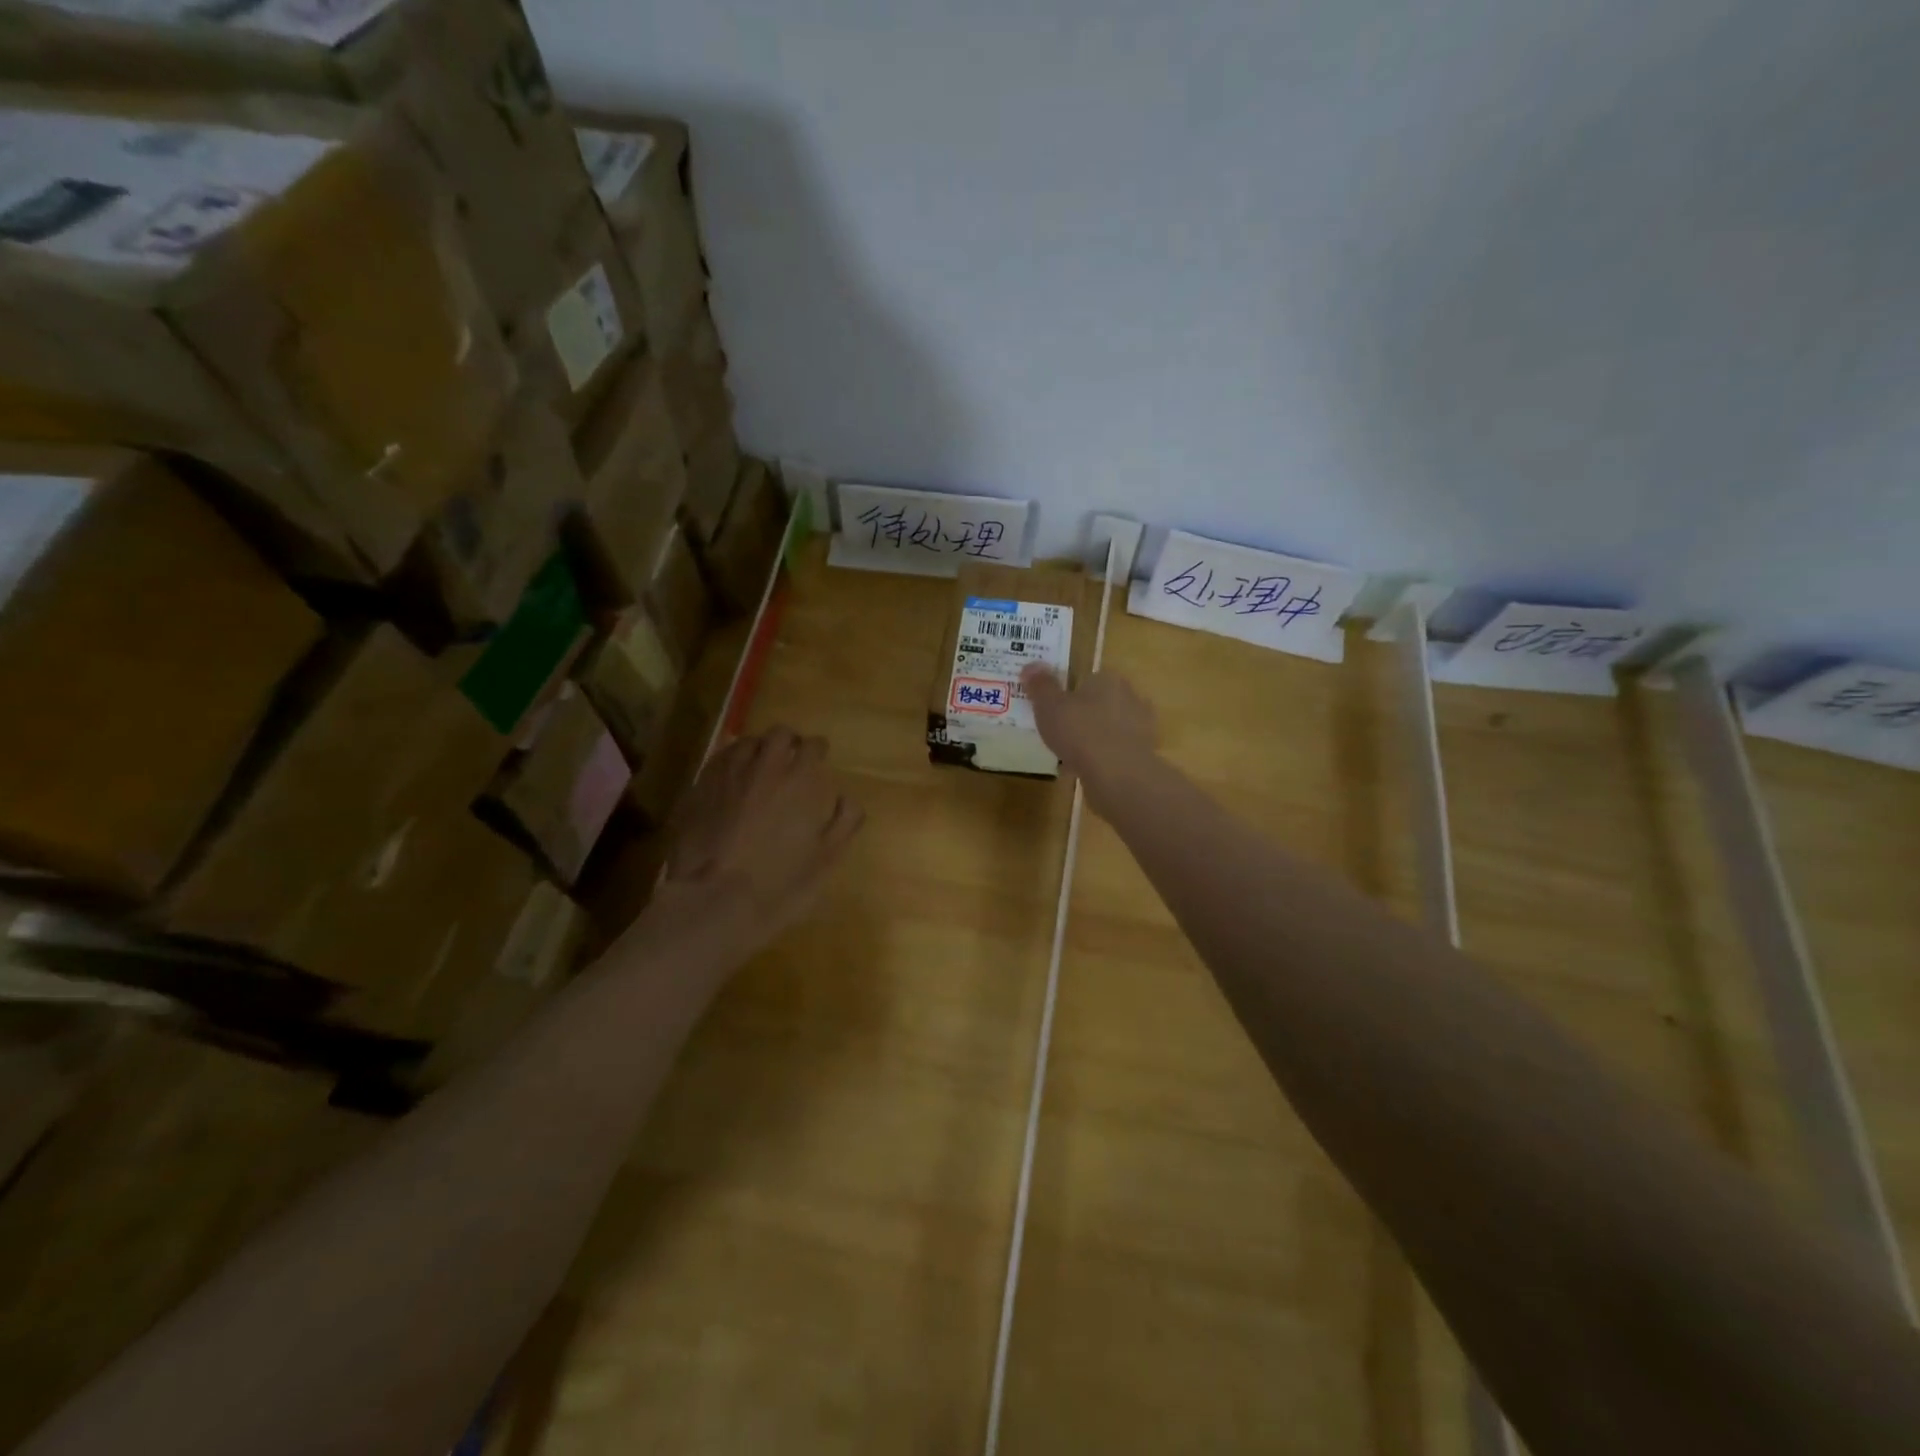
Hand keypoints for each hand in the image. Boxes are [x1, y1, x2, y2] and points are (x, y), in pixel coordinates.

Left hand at [660, 727, 863, 950]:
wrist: (712, 902)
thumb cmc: (779, 884)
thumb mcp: (826, 860)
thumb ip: (844, 823)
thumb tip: (846, 798)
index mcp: (799, 780)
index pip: (812, 746)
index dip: (818, 749)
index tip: (820, 757)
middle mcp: (763, 766)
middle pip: (778, 734)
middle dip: (789, 740)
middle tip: (792, 755)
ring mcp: (726, 775)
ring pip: (744, 743)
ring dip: (757, 748)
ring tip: (759, 764)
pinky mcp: (697, 789)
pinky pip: (718, 762)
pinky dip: (730, 763)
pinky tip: (730, 779)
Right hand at [1019, 664, 1156, 791]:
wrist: (1118, 774)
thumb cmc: (1080, 732)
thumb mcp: (1049, 706)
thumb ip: (1040, 685)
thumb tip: (1031, 665)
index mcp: (1108, 679)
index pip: (1089, 678)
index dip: (1070, 692)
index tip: (1054, 708)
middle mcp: (1130, 697)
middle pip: (1101, 702)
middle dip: (1083, 715)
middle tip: (1059, 731)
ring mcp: (1141, 727)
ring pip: (1110, 728)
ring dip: (1093, 738)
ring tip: (1069, 754)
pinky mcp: (1143, 754)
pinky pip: (1115, 752)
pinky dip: (1101, 758)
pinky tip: (1084, 770)